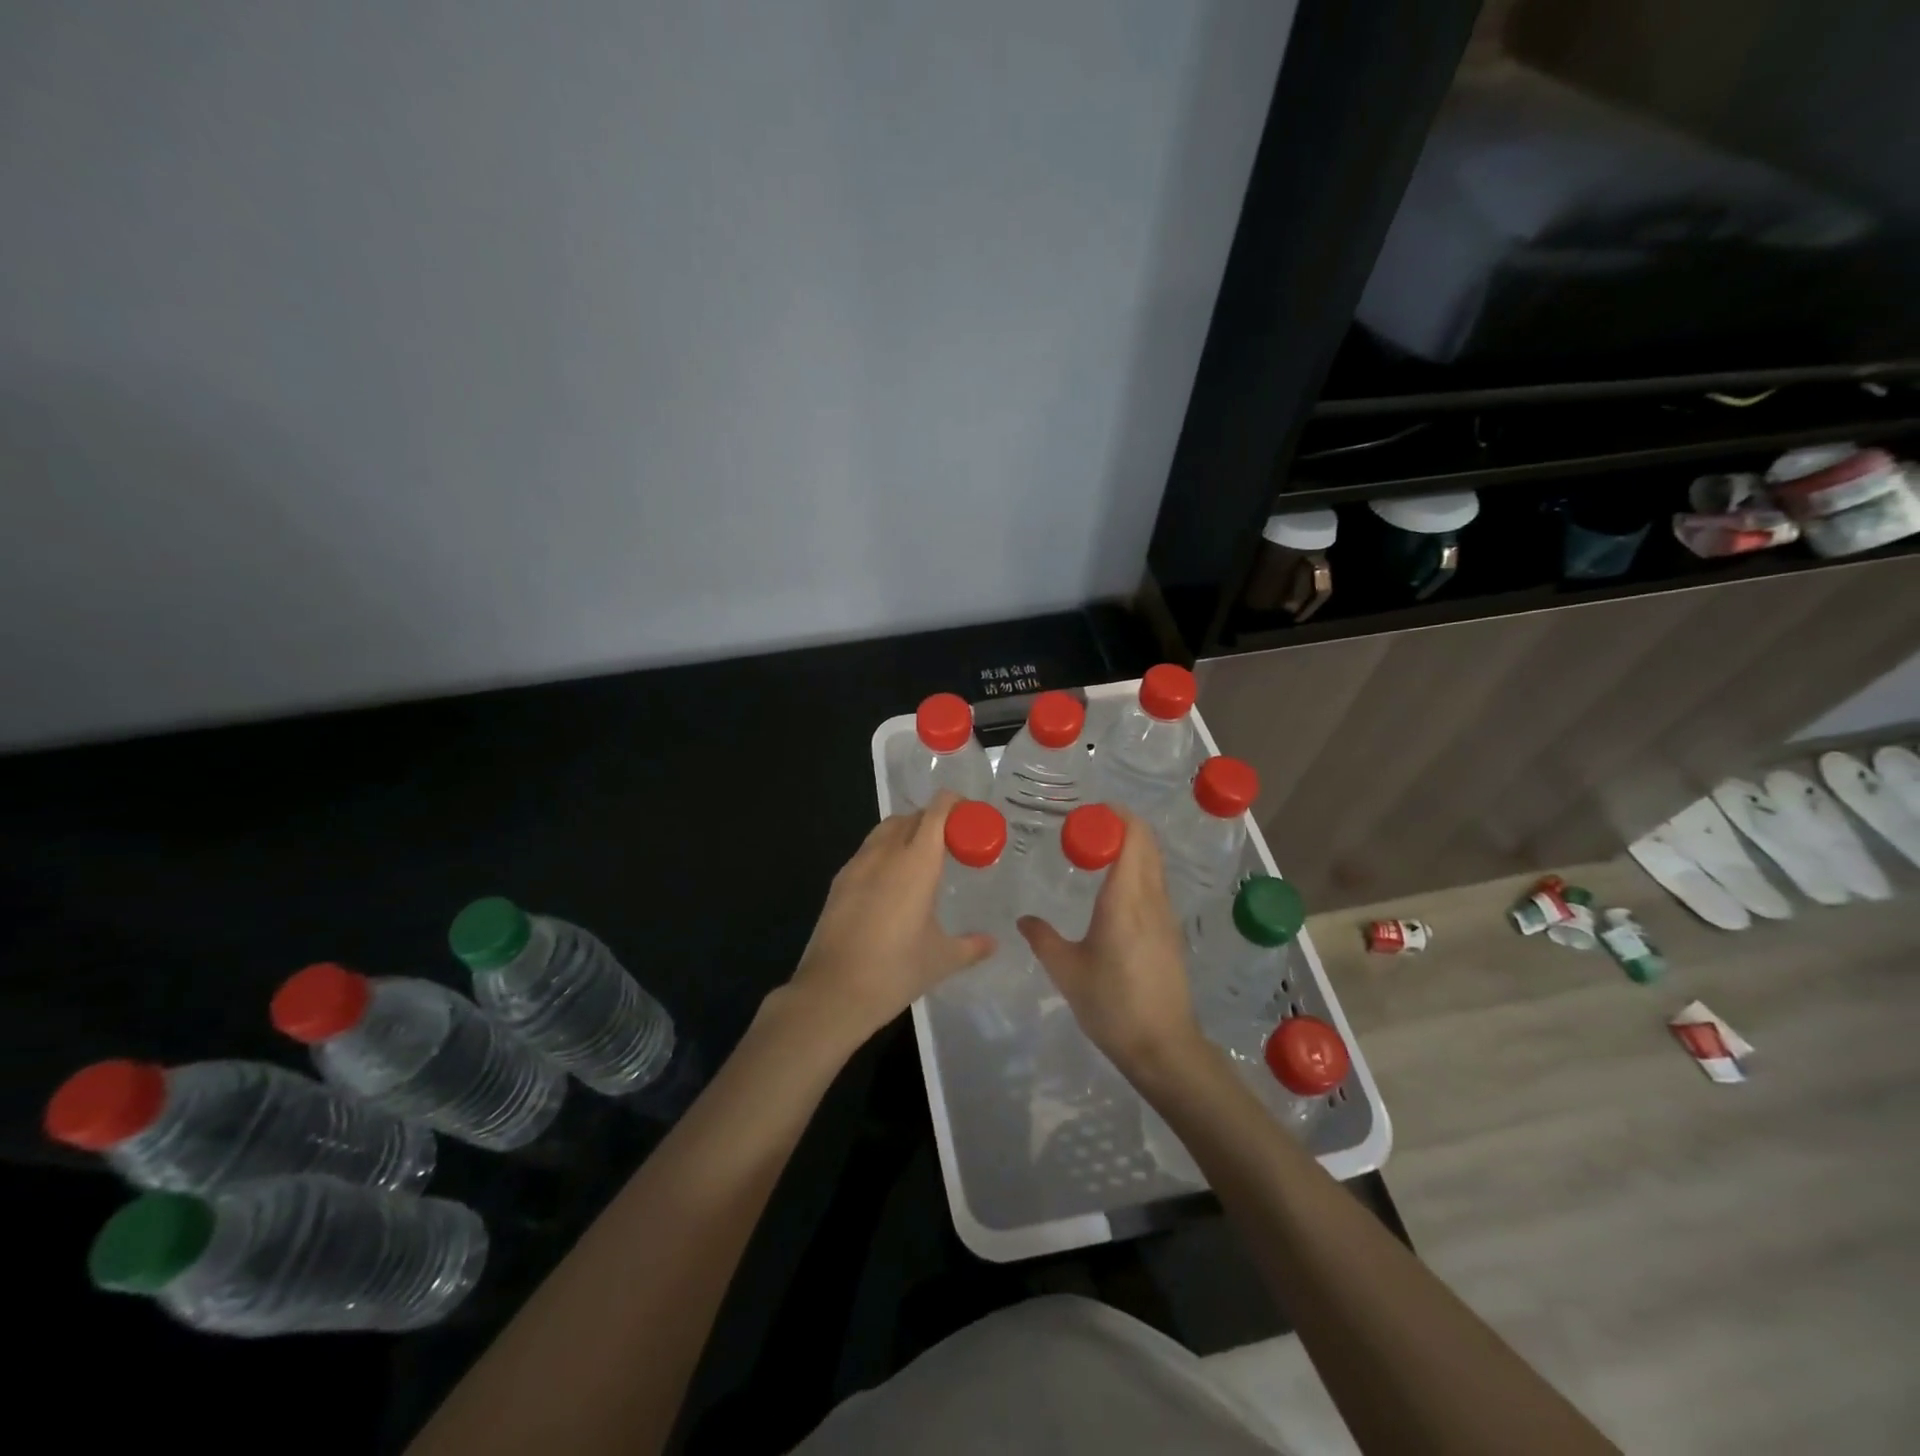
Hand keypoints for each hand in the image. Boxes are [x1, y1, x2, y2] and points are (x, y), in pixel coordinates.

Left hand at [787, 791, 993, 1045]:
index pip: (937, 813)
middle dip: (933, 820)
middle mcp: (885, 854)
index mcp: (916, 862)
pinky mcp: (838, 882)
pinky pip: (866, 852)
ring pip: (884, 831)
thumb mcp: (941, 959)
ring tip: (921, 861)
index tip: (971, 817)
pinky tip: (891, 885)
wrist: (833, 992)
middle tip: (952, 843)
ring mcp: (857, 865)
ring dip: (906, 833)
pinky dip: (884, 853)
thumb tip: (993, 943)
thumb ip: (971, 946)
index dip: (955, 805)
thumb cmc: (895, 971)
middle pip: (911, 817)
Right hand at [1018, 808, 1204, 1076]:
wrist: (1163, 1046)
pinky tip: (1114, 890)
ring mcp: (1166, 915)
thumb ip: (1043, 938)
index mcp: (1125, 899)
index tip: (1087, 813)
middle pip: (1147, 843)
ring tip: (1097, 853)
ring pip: (1154, 863)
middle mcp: (1151, 898)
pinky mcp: (1171, 932)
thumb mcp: (1067, 970)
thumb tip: (1024, 919)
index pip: (1132, 837)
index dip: (1115, 816)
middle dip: (1121, 825)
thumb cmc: (1111, 1005)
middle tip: (1086, 828)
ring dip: (1131, 847)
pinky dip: (1138, 870)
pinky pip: (1156, 884)